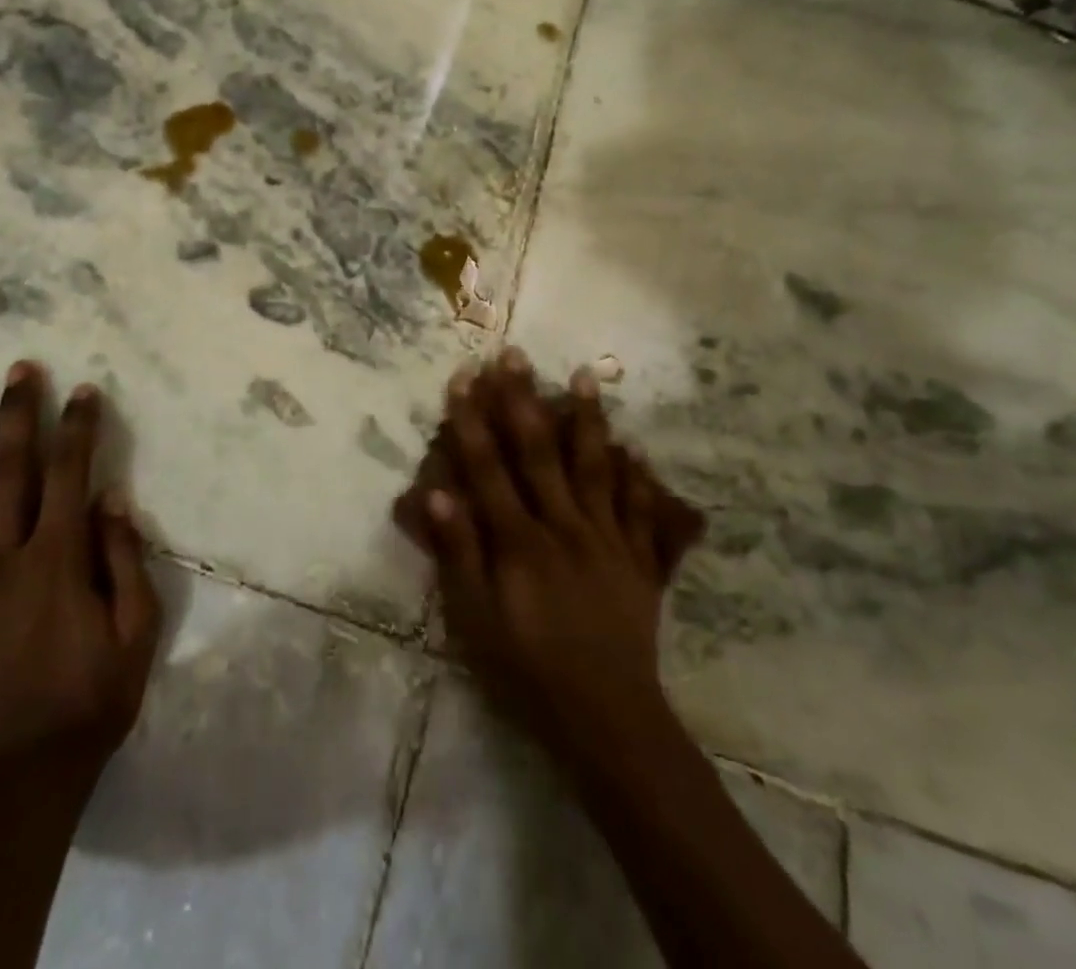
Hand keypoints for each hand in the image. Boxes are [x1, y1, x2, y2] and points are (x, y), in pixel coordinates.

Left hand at [0, 363, 161, 792]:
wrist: (12, 785)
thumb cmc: (87, 704)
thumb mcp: (135, 633)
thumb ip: (124, 560)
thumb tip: (111, 498)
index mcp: (56, 560)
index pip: (69, 473)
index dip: (78, 427)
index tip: (83, 390)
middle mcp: (0, 560)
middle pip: (8, 472)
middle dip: (17, 415)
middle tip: (20, 372)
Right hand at [395, 349, 704, 757]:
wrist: (608, 719)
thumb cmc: (528, 670)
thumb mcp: (476, 621)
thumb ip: (458, 553)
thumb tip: (435, 490)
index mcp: (520, 541)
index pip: (489, 468)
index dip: (473, 420)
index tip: (464, 377)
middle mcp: (564, 526)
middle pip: (539, 452)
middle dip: (523, 400)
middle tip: (515, 355)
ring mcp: (607, 538)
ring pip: (594, 466)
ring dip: (587, 418)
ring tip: (584, 375)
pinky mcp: (639, 558)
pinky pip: (640, 507)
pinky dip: (637, 473)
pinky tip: (634, 445)